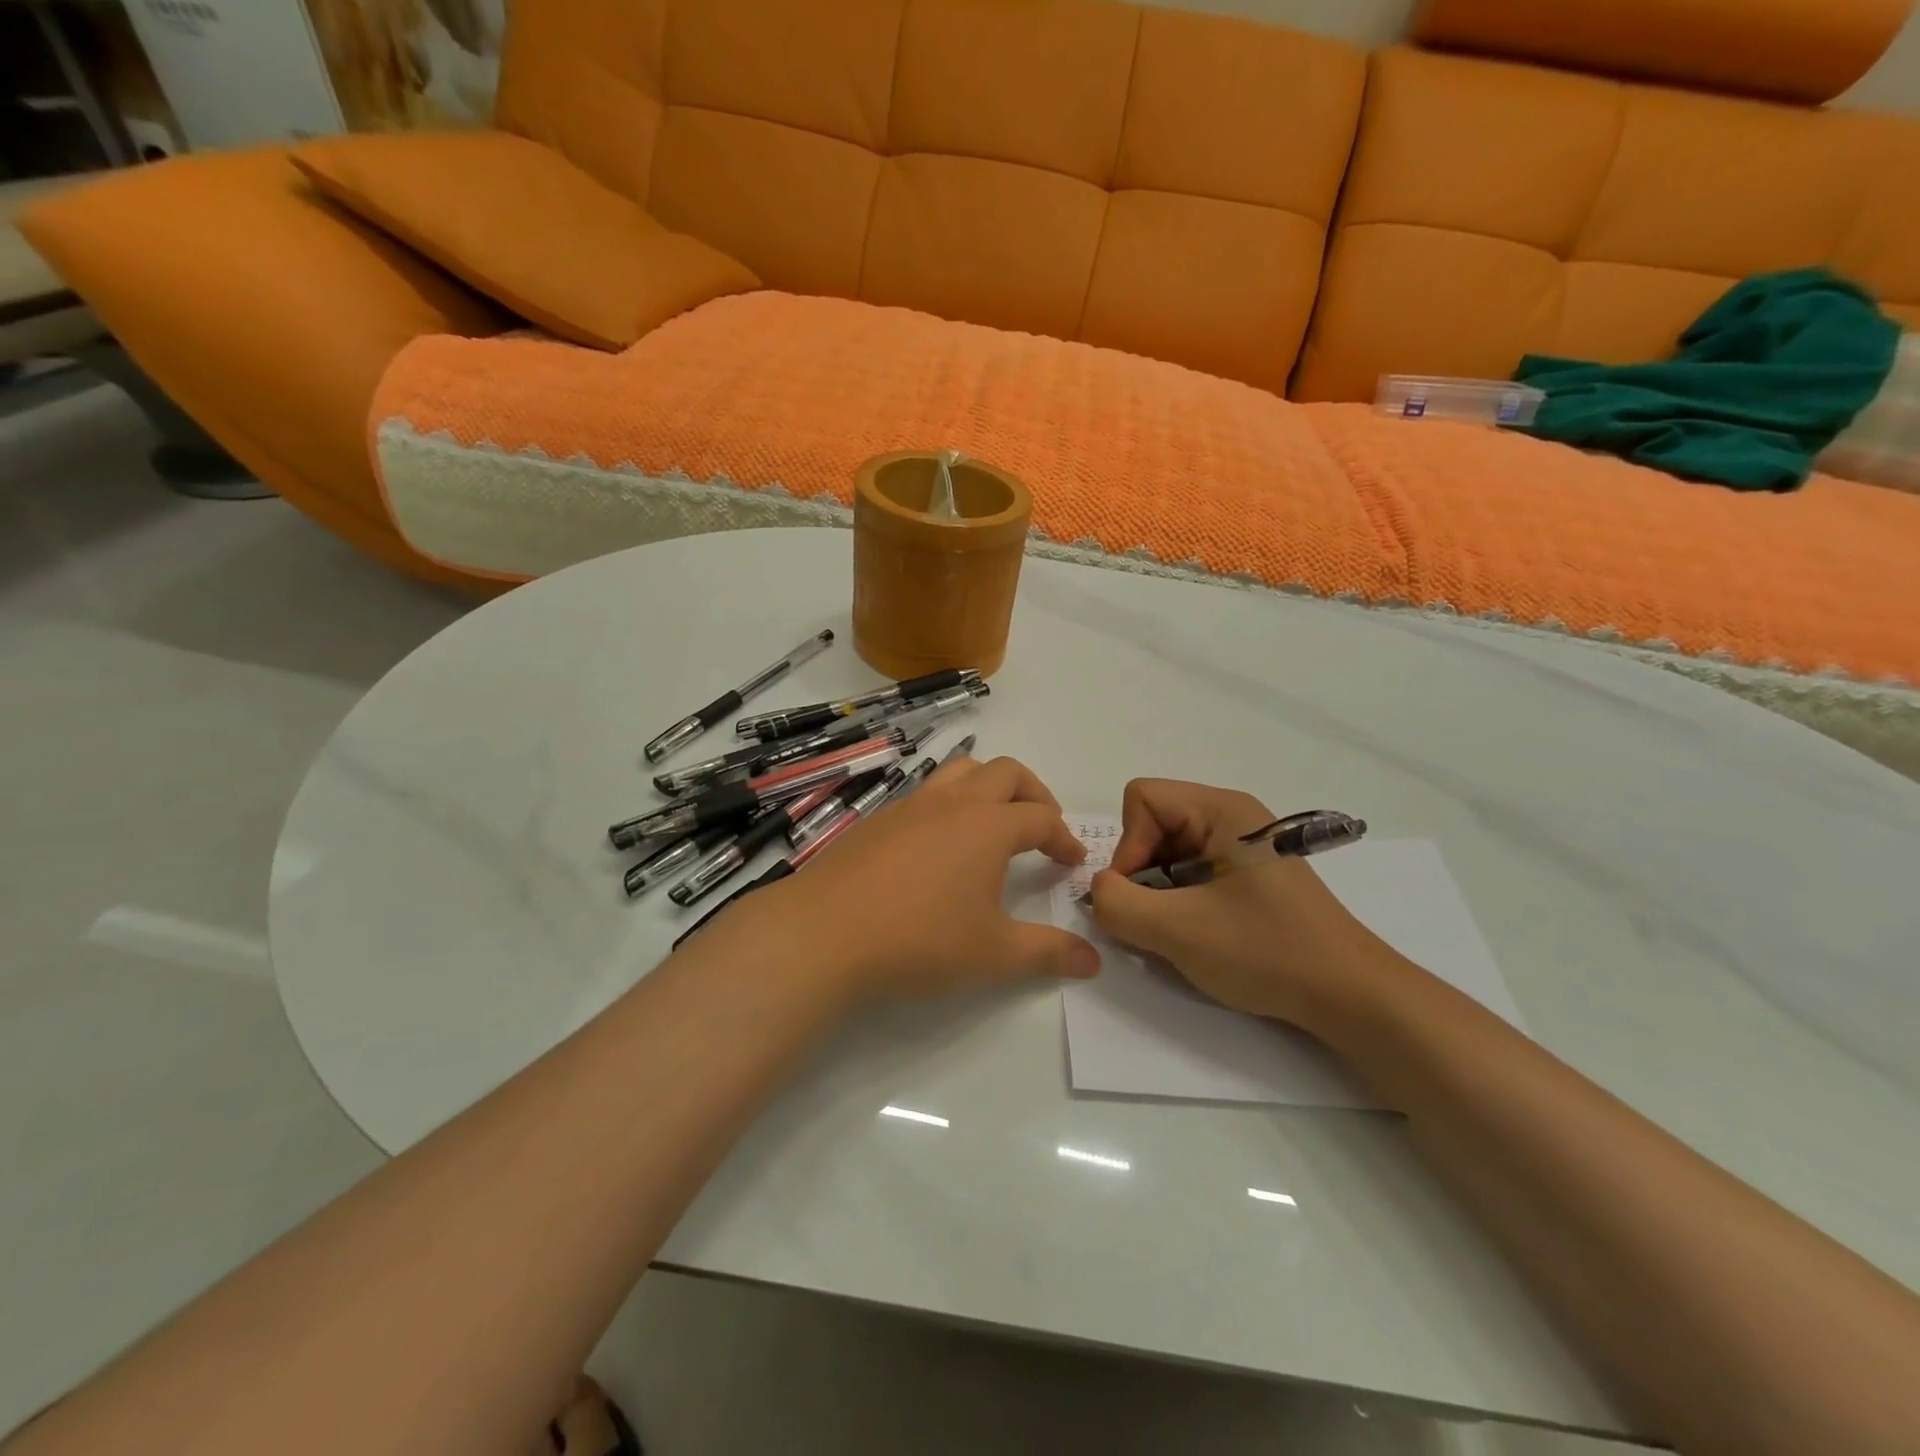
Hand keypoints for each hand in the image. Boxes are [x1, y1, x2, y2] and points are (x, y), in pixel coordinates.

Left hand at [746, 756, 1098, 1000]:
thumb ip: (1047, 953)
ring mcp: (911, 805)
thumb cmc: (919, 939)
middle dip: (1034, 793)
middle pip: (1006, 773)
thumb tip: (1092, 959)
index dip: (1063, 837)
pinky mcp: (878, 818)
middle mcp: (953, 803)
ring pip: (961, 770)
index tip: (1072, 861)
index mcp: (988, 826)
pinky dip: (950, 802)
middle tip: (1043, 826)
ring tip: (995, 820)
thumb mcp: (993, 954)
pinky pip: (926, 792)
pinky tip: (940, 842)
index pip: (1041, 819)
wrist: (824, 932)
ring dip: (990, 785)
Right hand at [1088, 779, 1409, 1033]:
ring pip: (1170, 851)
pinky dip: (1182, 901)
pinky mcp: (1251, 875)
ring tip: (1183, 931)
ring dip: (1160, 891)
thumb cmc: (1266, 951)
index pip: (1141, 799)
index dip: (1127, 846)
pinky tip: (1203, 934)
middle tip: (1160, 919)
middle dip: (1142, 872)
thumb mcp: (1177, 930)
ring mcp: (1244, 846)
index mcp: (1221, 809)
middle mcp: (1233, 816)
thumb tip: (1100, 891)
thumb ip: (1118, 904)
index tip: (1143, 896)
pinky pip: (1193, 871)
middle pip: (1154, 824)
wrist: (1351, 996)